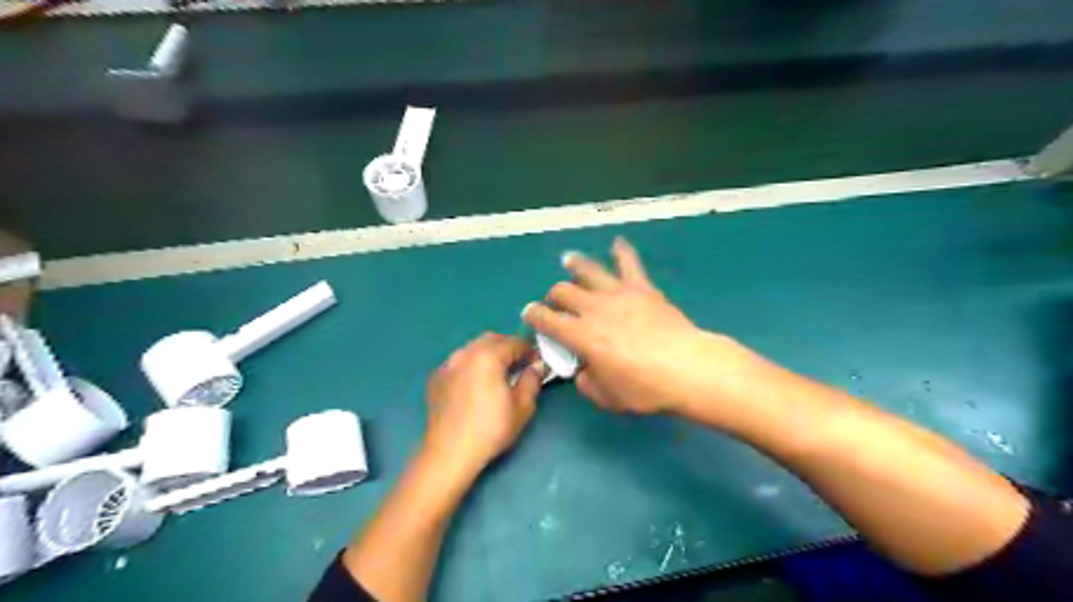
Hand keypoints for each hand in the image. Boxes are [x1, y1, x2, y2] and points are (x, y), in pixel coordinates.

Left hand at [423, 333, 546, 477]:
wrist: (449, 453)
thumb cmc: (491, 430)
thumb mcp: (522, 407)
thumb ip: (532, 380)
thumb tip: (537, 366)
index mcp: (487, 356)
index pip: (514, 342)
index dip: (530, 350)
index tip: (537, 363)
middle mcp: (465, 353)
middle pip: (491, 339)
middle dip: (508, 347)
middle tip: (519, 366)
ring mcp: (447, 364)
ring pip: (473, 348)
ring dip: (489, 354)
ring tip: (497, 375)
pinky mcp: (436, 378)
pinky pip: (459, 361)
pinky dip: (471, 364)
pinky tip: (475, 384)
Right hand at [523, 235, 765, 423]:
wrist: (687, 368)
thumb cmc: (645, 388)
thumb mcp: (608, 397)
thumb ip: (587, 383)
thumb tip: (582, 371)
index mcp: (580, 335)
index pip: (546, 319)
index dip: (533, 316)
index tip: (529, 315)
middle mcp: (593, 308)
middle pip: (563, 291)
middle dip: (553, 296)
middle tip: (556, 303)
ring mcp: (618, 294)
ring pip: (588, 270)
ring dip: (575, 264)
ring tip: (568, 260)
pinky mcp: (642, 288)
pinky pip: (630, 263)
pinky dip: (622, 251)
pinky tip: (617, 243)